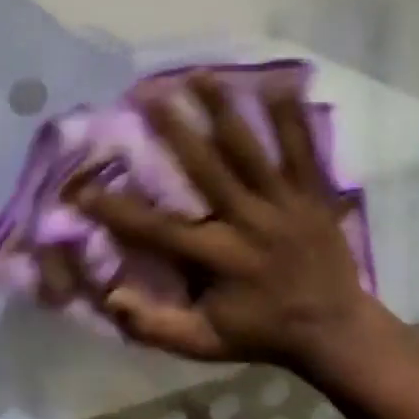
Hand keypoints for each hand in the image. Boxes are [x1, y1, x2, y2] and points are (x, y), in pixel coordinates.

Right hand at [62, 73, 382, 371]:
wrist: (336, 331)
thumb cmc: (262, 332)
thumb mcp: (205, 344)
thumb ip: (156, 326)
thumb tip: (111, 296)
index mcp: (219, 257)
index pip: (158, 230)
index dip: (116, 210)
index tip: (81, 188)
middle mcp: (248, 222)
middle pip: (207, 169)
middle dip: (175, 129)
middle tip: (147, 92)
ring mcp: (284, 204)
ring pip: (251, 150)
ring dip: (224, 110)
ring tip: (200, 74)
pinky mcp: (312, 195)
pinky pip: (303, 151)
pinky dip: (292, 118)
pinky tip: (282, 81)